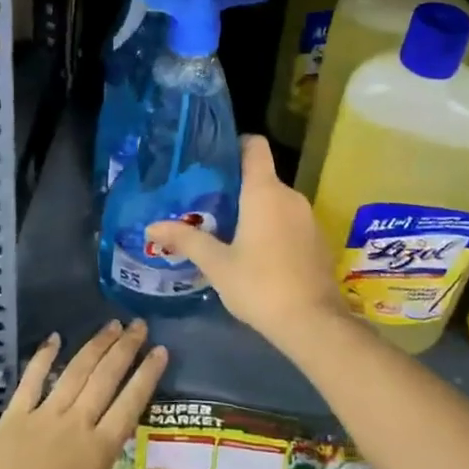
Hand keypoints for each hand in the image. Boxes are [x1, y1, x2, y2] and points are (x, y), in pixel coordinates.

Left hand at [0, 320, 169, 468]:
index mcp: (97, 451)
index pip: (129, 404)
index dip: (146, 375)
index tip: (160, 350)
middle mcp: (74, 424)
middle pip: (104, 378)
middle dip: (125, 349)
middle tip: (139, 325)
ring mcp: (42, 417)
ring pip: (74, 372)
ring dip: (95, 346)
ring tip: (111, 325)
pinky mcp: (13, 418)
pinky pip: (31, 380)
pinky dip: (44, 357)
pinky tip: (54, 339)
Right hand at [147, 135, 346, 342]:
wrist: (314, 324)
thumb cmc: (260, 285)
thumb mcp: (217, 264)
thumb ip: (185, 240)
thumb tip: (151, 227)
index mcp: (265, 192)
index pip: (255, 146)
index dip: (235, 144)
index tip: (213, 159)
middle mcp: (290, 196)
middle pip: (261, 177)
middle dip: (235, 187)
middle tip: (206, 204)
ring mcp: (308, 218)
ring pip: (275, 201)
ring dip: (254, 210)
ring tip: (226, 230)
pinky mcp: (318, 240)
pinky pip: (289, 221)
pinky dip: (272, 227)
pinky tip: (256, 253)